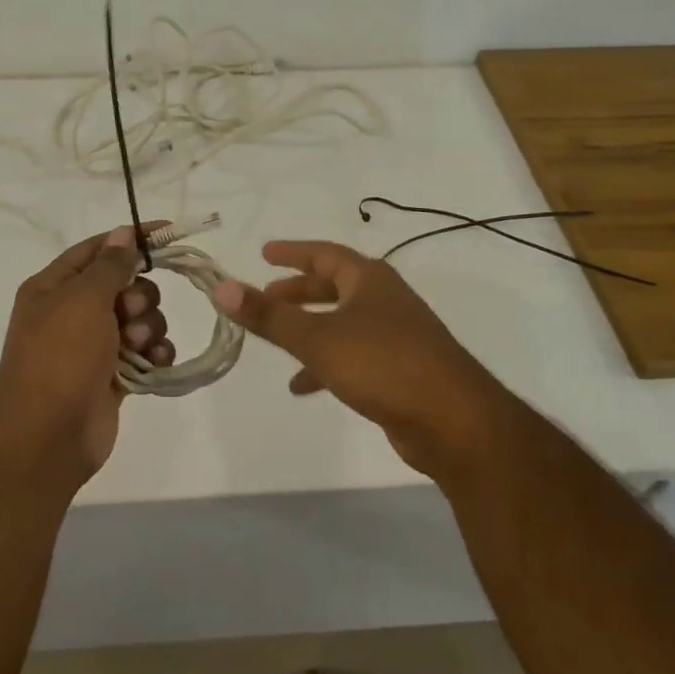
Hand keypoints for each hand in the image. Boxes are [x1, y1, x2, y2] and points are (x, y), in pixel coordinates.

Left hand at [0, 226, 176, 490]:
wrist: (47, 438)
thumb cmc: (60, 358)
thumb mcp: (83, 300)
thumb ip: (110, 265)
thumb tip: (124, 233)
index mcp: (53, 287)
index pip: (97, 249)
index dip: (131, 238)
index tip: (168, 233)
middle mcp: (72, 312)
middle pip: (124, 284)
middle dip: (139, 295)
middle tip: (129, 314)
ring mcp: (93, 345)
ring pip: (140, 317)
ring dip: (148, 327)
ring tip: (137, 347)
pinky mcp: (113, 375)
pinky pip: (145, 351)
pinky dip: (155, 352)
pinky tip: (156, 361)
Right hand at [214, 241, 505, 480]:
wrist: (454, 421)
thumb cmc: (383, 364)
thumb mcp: (318, 338)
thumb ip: (268, 316)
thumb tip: (221, 287)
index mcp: (369, 280)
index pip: (325, 253)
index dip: (292, 252)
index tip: (264, 253)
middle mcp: (384, 300)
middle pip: (334, 286)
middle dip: (298, 293)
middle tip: (265, 298)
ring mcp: (396, 335)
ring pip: (342, 322)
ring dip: (309, 329)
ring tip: (276, 342)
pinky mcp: (400, 370)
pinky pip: (353, 355)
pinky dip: (326, 363)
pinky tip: (303, 386)